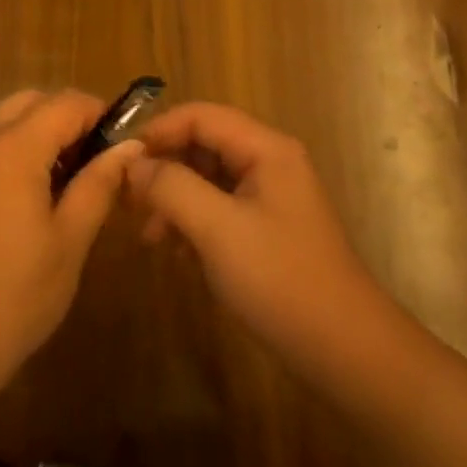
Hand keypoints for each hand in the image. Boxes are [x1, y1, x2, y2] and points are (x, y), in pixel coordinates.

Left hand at [0, 90, 140, 387]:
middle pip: (29, 102)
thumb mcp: (68, 242)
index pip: (65, 103)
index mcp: (11, 149)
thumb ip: (98, 185)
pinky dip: (8, 150)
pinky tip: (21, 198)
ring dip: (35, 133)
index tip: (122, 144)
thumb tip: (128, 147)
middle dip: (65, 118)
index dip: (99, 114)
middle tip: (93, 163)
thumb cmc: (12, 298)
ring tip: (60, 183)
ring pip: (1, 120)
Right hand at [128, 102, 387, 375]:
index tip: (121, 161)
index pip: (200, 116)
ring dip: (174, 199)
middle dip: (164, 169)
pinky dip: (192, 222)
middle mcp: (268, 163)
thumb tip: (132, 164)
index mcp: (265, 149)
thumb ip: (171, 187)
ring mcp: (269, 197)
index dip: (158, 131)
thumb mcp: (218, 229)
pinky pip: (218, 208)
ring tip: (150, 236)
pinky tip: (178, 253)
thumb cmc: (281, 279)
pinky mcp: (265, 229)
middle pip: (202, 145)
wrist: (345, 350)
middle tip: (129, 202)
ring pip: (207, 179)